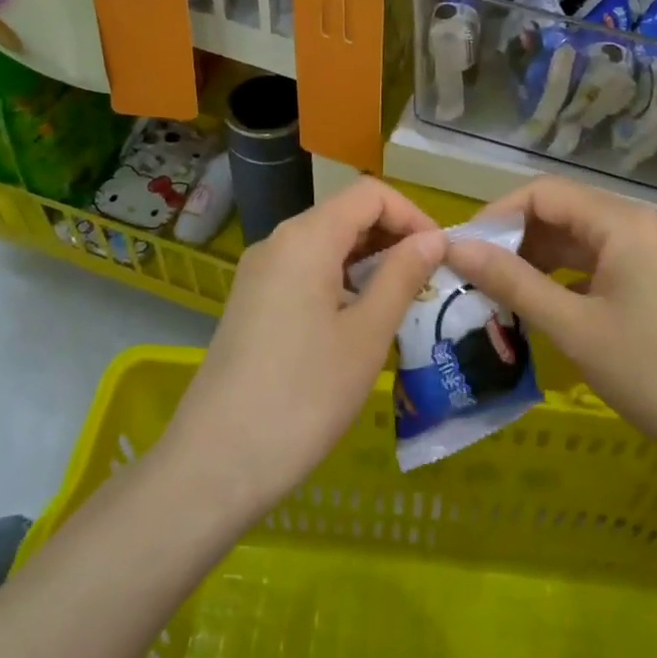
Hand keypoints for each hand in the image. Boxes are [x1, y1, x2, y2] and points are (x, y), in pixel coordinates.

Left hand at [159, 177, 443, 512]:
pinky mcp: (252, 303)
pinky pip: (306, 273)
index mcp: (306, 238)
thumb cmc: (304, 396)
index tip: (440, 255)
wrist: (216, 464)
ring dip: (369, 263)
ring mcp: (260, 274)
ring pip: (326, 246)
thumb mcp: (367, 334)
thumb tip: (433, 238)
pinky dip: (341, 282)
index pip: (369, 193)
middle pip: (345, 215)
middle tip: (428, 282)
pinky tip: (359, 323)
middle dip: (392, 237)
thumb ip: (402, 275)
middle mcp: (278, 242)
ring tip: (402, 305)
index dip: (412, 214)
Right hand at [446, 177, 656, 487]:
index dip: (496, 215)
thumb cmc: (656, 375)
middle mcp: (637, 225)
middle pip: (560, 213)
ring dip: (535, 262)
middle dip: (513, 240)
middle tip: (471, 279)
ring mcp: (650, 254)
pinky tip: (538, 309)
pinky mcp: (655, 283)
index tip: (460, 252)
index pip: (543, 193)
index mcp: (622, 222)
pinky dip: (563, 281)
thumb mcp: (574, 328)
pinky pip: (597, 266)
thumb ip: (512, 282)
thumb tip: (455, 248)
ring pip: (577, 242)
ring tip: (495, 296)